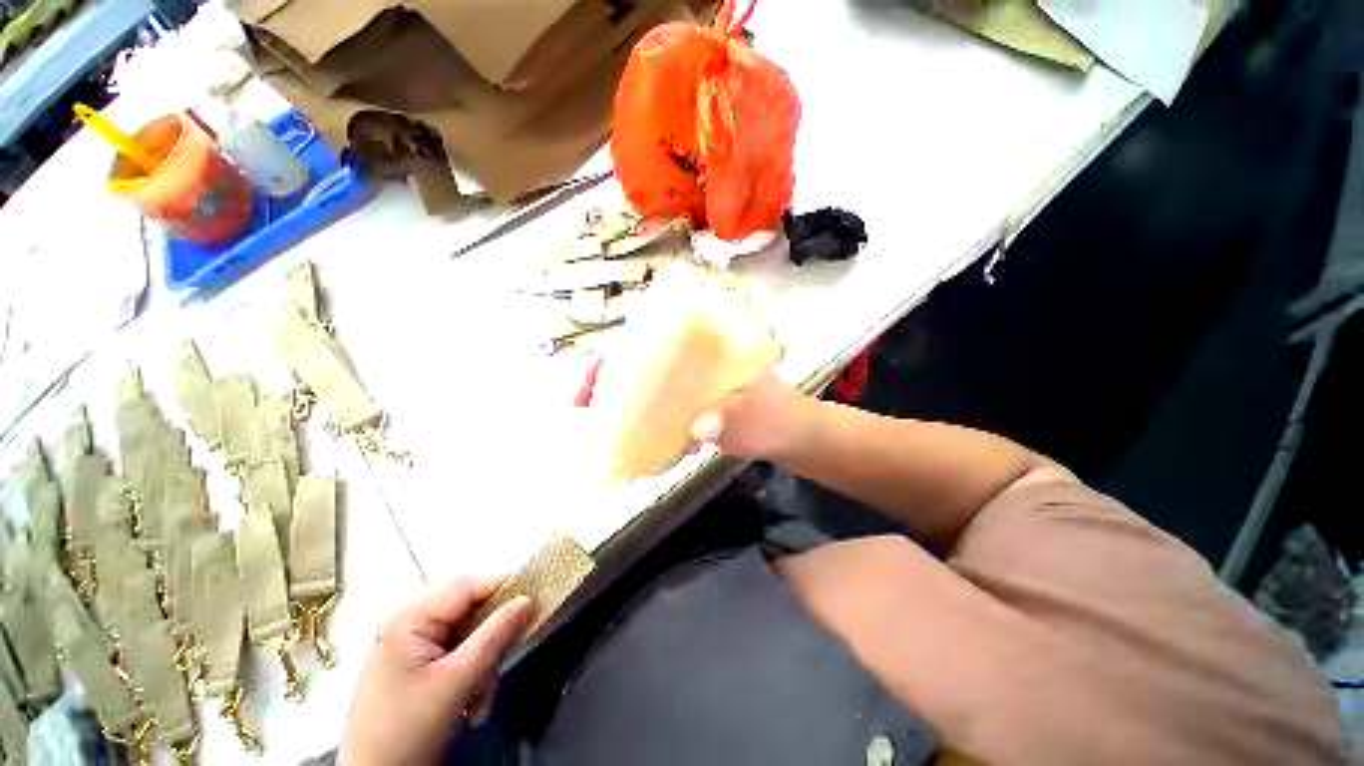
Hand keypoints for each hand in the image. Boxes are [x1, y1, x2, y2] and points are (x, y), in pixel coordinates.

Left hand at [340, 577, 533, 765]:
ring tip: (485, 692)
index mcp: (408, 617)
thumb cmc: (406, 730)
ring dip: (486, 658)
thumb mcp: (455, 682)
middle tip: (512, 651)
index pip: (467, 585)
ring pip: (470, 631)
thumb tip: (528, 599)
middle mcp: (410, 621)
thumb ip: (494, 636)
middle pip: (470, 608)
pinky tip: (474, 698)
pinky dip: (475, 669)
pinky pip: (460, 649)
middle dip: (493, 634)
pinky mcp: (419, 661)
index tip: (538, 593)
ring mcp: (413, 642)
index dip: (504, 584)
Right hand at [574, 358, 810, 460]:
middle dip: (606, 378)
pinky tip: (626, 443)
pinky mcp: (691, 408)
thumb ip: (734, 418)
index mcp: (709, 347)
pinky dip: (639, 424)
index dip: (619, 351)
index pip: (655, 336)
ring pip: (645, 387)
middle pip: (640, 360)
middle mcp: (694, 361)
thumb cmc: (782, 416)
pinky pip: (657, 412)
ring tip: (595, 426)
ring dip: (618, 403)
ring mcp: (691, 386)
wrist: (796, 436)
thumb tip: (699, 428)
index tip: (592, 375)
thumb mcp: (761, 414)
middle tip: (578, 404)